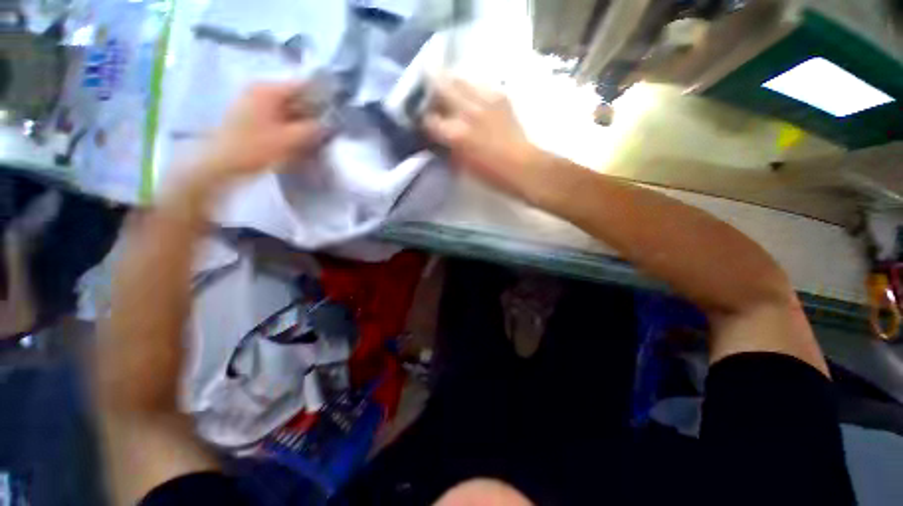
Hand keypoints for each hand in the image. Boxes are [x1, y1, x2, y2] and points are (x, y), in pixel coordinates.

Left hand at [199, 81, 326, 182]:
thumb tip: (330, 123)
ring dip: (305, 123)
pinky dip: (293, 128)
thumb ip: (313, 129)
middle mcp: (261, 92)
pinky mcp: (255, 120)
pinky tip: (303, 141)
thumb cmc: (255, 148)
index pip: (303, 86)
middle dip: (314, 113)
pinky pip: (281, 120)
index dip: (322, 98)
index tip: (337, 112)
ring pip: (290, 111)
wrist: (222, 165)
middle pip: (296, 98)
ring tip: (320, 137)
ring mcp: (256, 106)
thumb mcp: (289, 139)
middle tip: (332, 128)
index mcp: (268, 90)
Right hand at [423, 77, 546, 199]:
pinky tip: (473, 99)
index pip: (429, 119)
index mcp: (456, 135)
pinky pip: (479, 85)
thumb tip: (439, 137)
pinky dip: (471, 89)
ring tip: (450, 93)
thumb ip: (447, 148)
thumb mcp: (462, 165)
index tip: (424, 122)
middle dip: (432, 93)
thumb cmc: (491, 175)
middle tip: (431, 99)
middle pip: (441, 88)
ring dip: (451, 86)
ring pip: (459, 80)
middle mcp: (467, 112)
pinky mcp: (500, 96)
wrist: (524, 167)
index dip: (423, 120)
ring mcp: (485, 101)